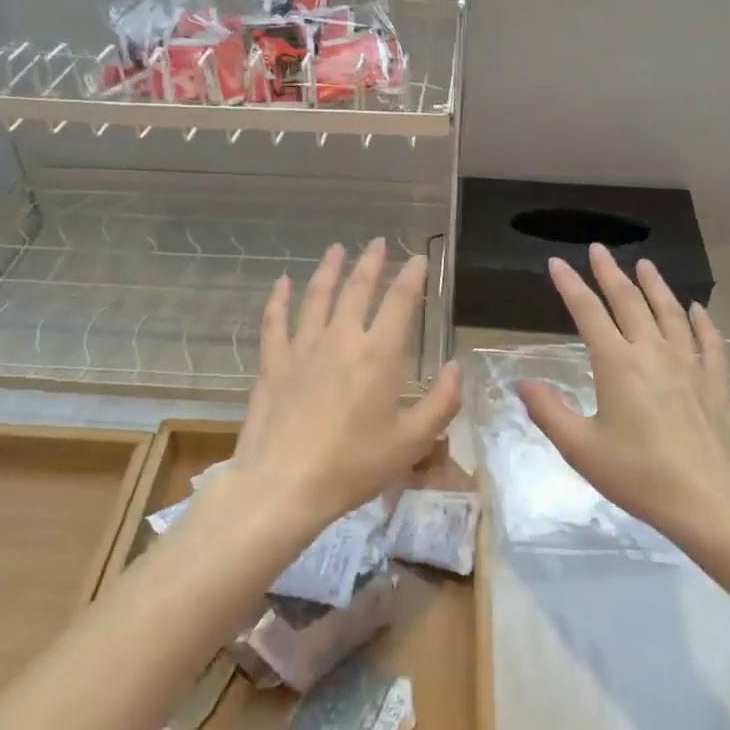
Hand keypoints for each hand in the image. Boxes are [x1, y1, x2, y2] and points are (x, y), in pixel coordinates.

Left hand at [228, 239, 460, 533]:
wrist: (284, 486)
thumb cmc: (353, 466)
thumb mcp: (411, 442)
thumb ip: (441, 402)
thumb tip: (455, 367)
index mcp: (379, 354)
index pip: (400, 302)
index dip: (412, 276)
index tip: (418, 258)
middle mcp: (342, 338)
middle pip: (358, 288)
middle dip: (370, 262)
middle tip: (376, 243)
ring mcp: (303, 347)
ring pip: (317, 296)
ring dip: (329, 269)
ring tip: (337, 249)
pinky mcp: (274, 362)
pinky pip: (276, 320)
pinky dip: (279, 298)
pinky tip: (282, 282)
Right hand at [518, 245, 729, 541]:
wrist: (710, 503)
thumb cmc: (640, 476)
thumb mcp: (581, 449)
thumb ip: (549, 412)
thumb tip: (522, 383)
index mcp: (617, 364)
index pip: (587, 312)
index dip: (570, 285)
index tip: (556, 263)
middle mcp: (653, 353)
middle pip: (629, 302)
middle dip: (610, 273)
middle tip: (599, 249)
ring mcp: (689, 365)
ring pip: (669, 313)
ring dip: (655, 286)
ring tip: (645, 264)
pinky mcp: (716, 383)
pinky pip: (709, 342)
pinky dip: (702, 321)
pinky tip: (697, 309)